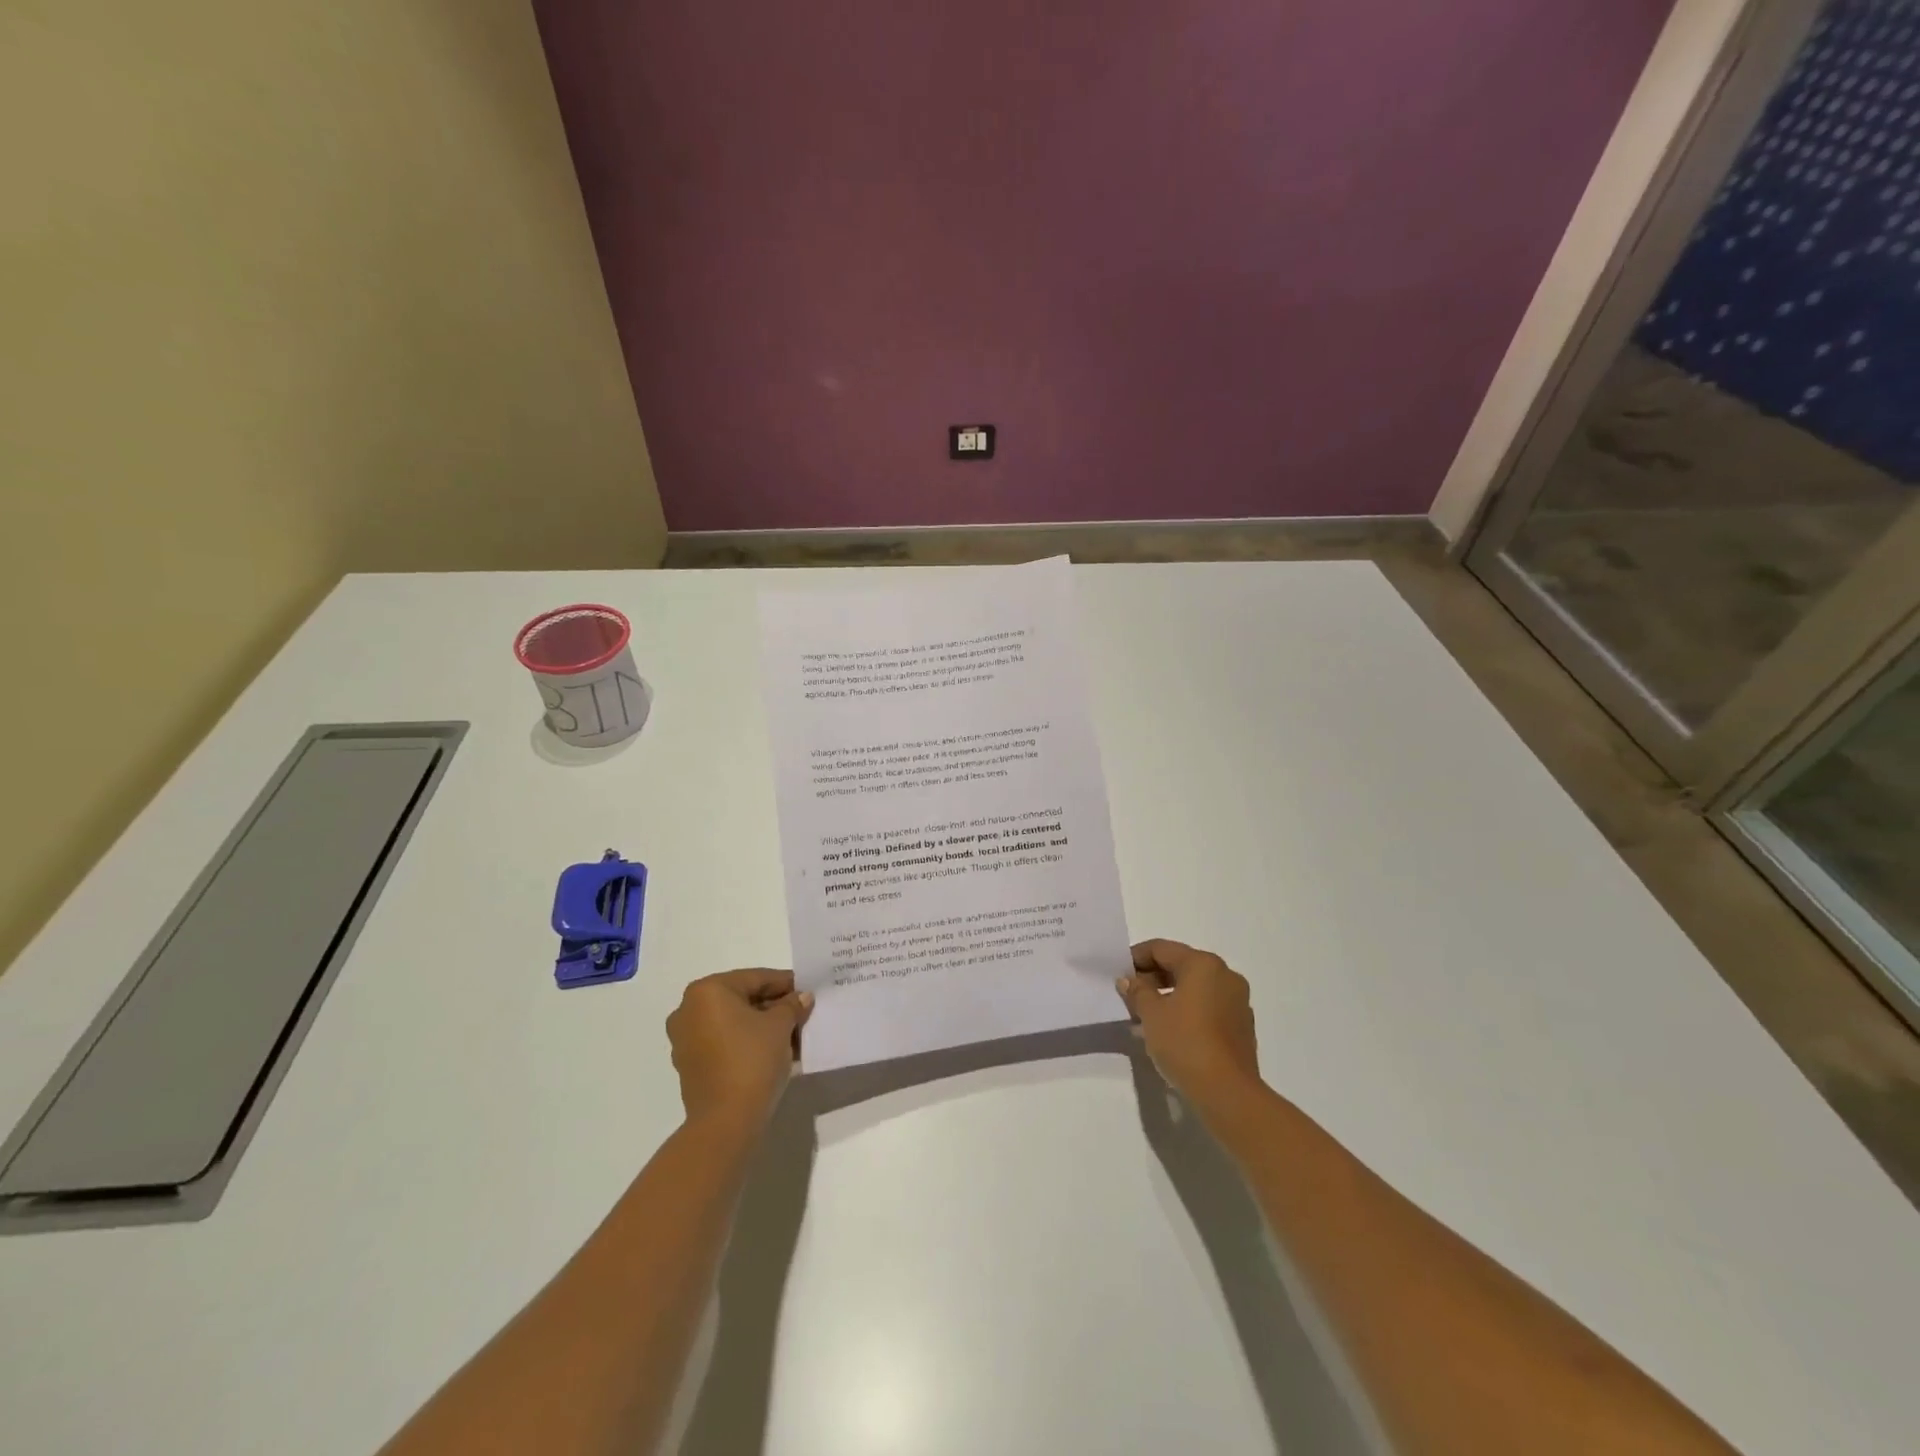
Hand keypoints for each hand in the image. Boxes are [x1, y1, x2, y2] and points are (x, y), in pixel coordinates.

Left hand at [667, 969, 813, 1128]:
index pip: (755, 978)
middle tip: (801, 1012)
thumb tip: (801, 997)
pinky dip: (746, 1042)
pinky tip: (773, 1050)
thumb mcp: (781, 1026)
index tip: (807, 989)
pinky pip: (723, 1042)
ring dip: (761, 1025)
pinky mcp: (690, 1065)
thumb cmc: (752, 1060)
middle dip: (773, 1006)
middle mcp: (688, 1010)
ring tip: (792, 1034)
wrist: (726, 1122)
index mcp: (707, 991)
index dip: (785, 983)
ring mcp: (685, 1040)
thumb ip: (792, 1005)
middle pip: (741, 999)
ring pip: (733, 1022)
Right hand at [1116, 940, 1260, 1113]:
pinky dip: (1188, 1010)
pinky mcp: (1242, 1026)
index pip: (1161, 949)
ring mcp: (1237, 1001)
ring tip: (1146, 1015)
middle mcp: (1225, 975)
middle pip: (1181, 965)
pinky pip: (1208, 1006)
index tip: (1118, 974)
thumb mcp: (1151, 1014)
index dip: (1136, 958)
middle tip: (1130, 995)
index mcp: (1203, 964)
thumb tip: (1128, 980)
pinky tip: (1171, 1030)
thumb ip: (1137, 991)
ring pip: (1195, 987)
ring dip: (1169, 995)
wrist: (1228, 1093)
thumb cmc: (1185, 1043)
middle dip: (1153, 977)